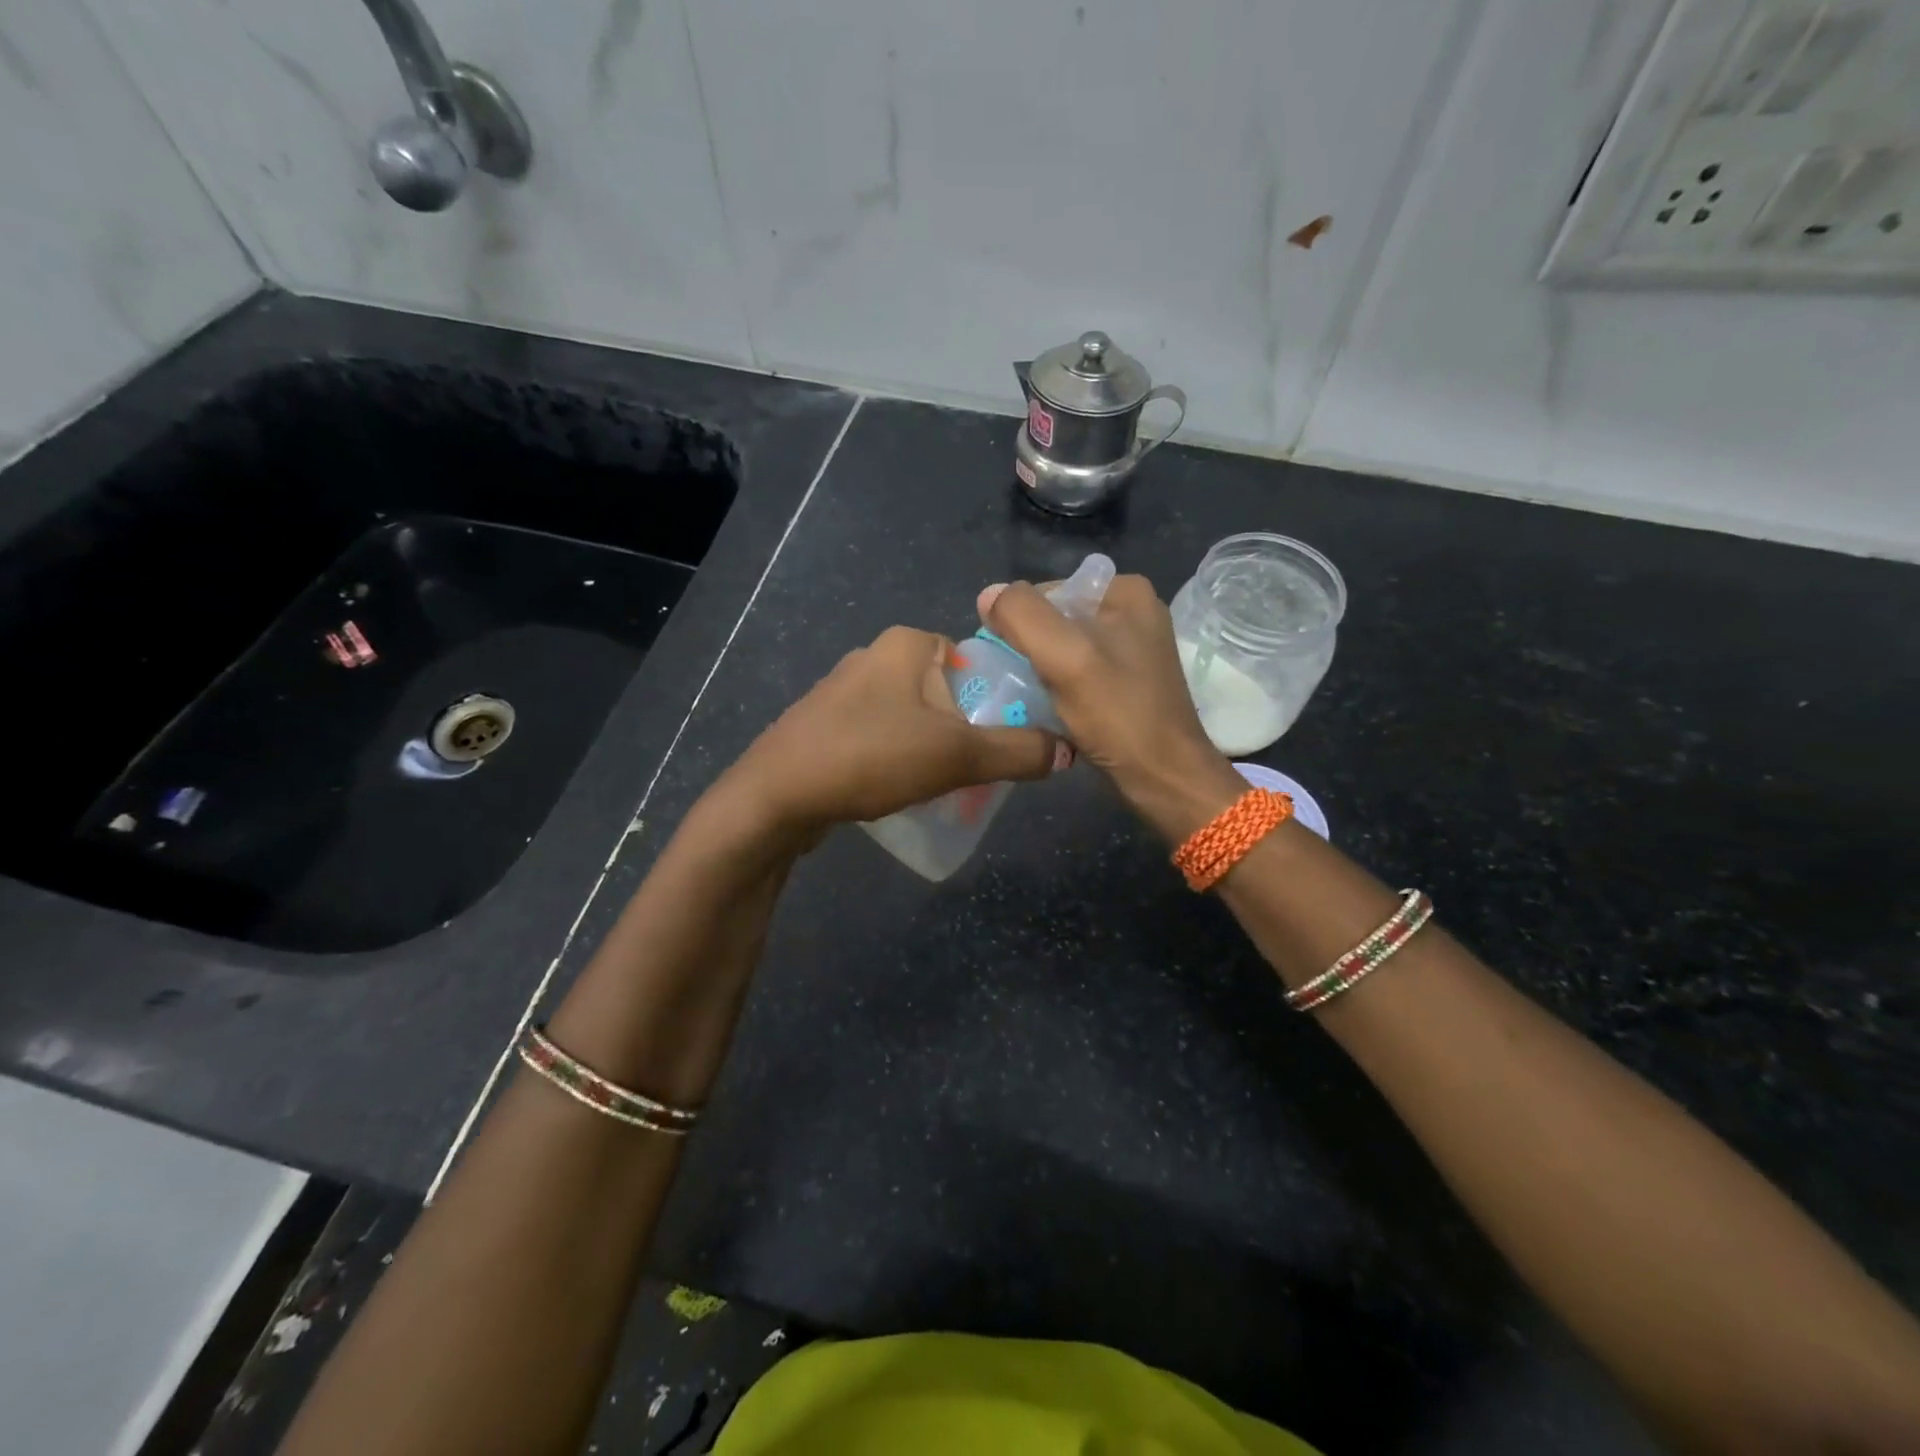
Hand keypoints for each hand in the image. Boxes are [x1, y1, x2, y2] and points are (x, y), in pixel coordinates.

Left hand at [731, 625, 1069, 833]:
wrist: (776, 797)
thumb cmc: (872, 757)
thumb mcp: (957, 755)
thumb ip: (1017, 751)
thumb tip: (1067, 751)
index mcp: (906, 644)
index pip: (973, 658)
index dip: (997, 698)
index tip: (1006, 739)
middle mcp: (873, 655)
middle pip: (944, 690)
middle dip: (965, 729)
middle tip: (979, 769)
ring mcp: (843, 690)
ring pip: (911, 715)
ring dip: (932, 746)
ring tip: (943, 786)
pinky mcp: (823, 724)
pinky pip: (879, 734)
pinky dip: (897, 757)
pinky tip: (899, 790)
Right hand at [979, 575, 1242, 837]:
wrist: (1164, 778)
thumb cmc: (1118, 714)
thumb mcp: (1065, 657)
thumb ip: (1022, 617)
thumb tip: (988, 594)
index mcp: (1125, 591)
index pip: (1047, 591)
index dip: (1020, 623)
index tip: (1011, 661)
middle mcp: (1133, 612)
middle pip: (1055, 620)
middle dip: (1031, 648)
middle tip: (1019, 683)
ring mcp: (1132, 649)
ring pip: (1064, 649)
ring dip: (1041, 671)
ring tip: (1031, 699)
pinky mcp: (1127, 682)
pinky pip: (1078, 672)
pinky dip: (1059, 688)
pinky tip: (1050, 710)